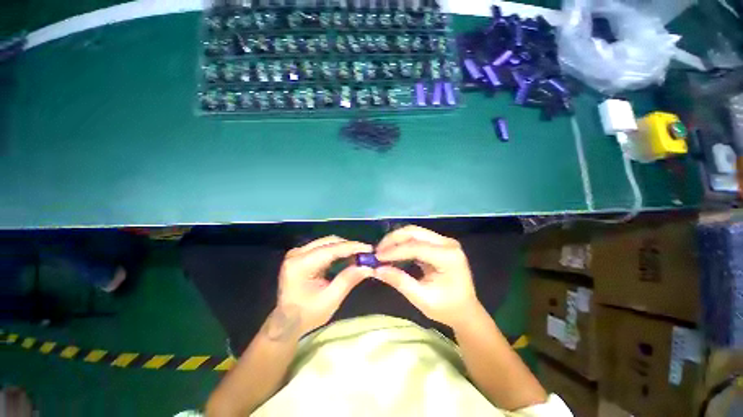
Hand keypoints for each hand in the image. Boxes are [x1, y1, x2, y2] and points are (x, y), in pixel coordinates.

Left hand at [273, 236, 372, 337]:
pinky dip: (337, 251)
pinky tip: (348, 257)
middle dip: (349, 246)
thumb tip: (368, 266)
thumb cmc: (306, 315)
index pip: (331, 249)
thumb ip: (348, 280)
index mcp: (300, 265)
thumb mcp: (330, 300)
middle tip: (366, 254)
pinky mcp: (301, 254)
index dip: (352, 247)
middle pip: (329, 242)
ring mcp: (298, 252)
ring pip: (328, 242)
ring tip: (359, 256)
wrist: (286, 322)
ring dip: (344, 248)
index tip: (369, 249)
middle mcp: (297, 253)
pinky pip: (324, 246)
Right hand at [374, 226, 480, 328]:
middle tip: (377, 251)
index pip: (416, 247)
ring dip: (396, 239)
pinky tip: (393, 251)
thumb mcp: (421, 298)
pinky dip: (403, 242)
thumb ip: (399, 281)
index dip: (394, 251)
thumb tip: (376, 269)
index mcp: (448, 257)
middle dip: (393, 239)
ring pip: (414, 232)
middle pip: (415, 232)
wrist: (465, 311)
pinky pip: (417, 237)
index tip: (376, 257)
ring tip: (382, 251)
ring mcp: (444, 241)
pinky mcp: (439, 243)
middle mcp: (447, 243)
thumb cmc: (447, 308)